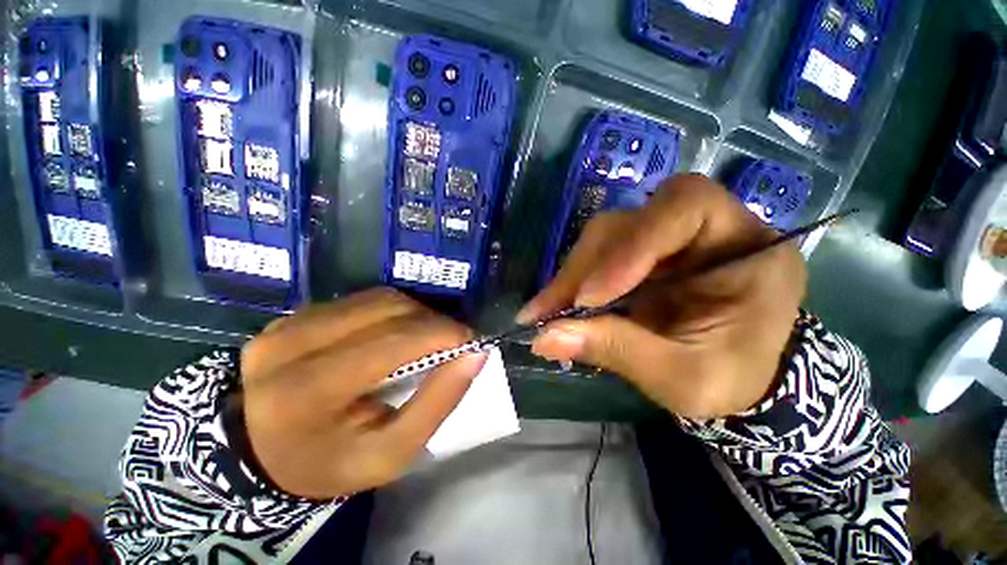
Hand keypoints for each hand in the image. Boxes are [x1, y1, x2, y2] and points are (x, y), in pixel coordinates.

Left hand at [237, 288, 486, 498]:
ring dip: (415, 313)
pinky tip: (398, 332)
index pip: (390, 343)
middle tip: (452, 341)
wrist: (263, 455)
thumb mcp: (391, 453)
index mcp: (306, 394)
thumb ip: (438, 403)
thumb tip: (476, 354)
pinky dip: (392, 311)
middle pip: (386, 312)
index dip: (440, 333)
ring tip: (428, 336)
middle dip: (432, 322)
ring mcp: (287, 324)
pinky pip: (361, 300)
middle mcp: (290, 347)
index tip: (470, 340)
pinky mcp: (293, 315)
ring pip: (377, 299)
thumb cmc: (331, 463)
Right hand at [519, 174, 805, 418]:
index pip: (687, 205)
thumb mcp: (683, 378)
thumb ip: (618, 351)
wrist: (734, 380)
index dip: (632, 243)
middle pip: (629, 222)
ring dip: (571, 275)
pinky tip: (554, 305)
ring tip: (546, 312)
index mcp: (746, 247)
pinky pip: (595, 255)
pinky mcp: (637, 256)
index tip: (590, 298)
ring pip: (603, 236)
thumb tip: (544, 338)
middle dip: (585, 268)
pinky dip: (570, 281)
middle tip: (550, 311)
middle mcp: (701, 230)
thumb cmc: (730, 381)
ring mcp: (664, 241)